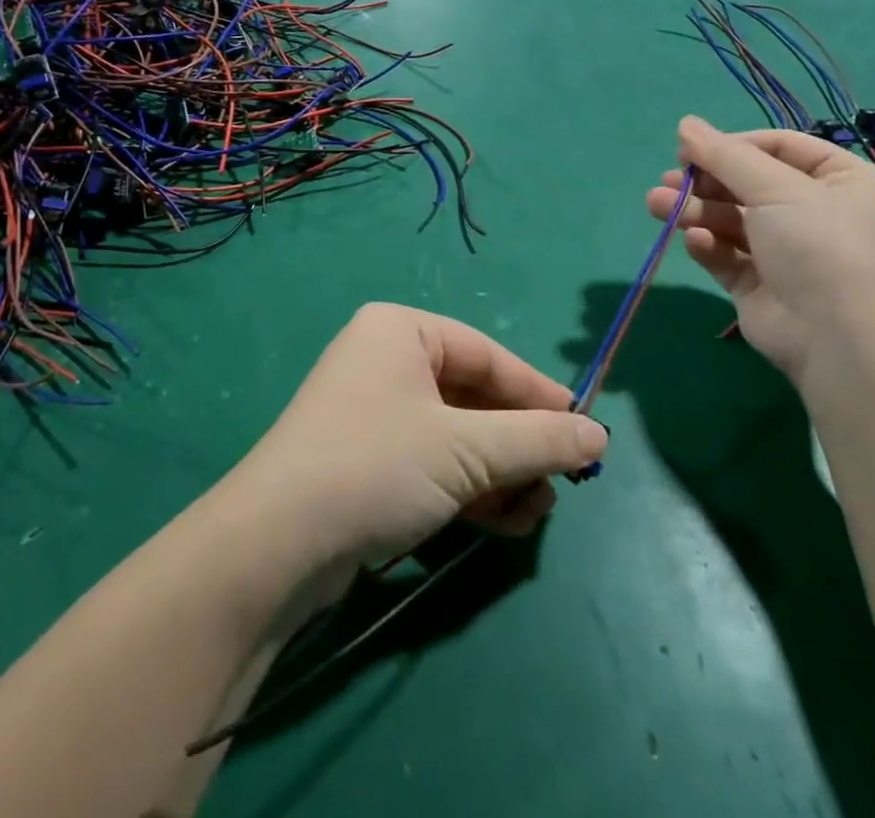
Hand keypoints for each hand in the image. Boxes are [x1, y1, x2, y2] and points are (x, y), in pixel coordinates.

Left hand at [227, 304, 607, 571]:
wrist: (275, 545)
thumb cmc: (376, 465)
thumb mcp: (466, 450)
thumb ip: (538, 440)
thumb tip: (600, 435)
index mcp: (400, 330)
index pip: (488, 355)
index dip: (539, 394)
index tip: (585, 432)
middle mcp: (385, 360)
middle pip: (473, 397)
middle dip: (518, 445)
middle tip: (563, 482)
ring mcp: (372, 412)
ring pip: (456, 436)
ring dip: (500, 473)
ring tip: (536, 512)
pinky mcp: (366, 460)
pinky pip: (432, 463)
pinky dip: (469, 489)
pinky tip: (504, 523)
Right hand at [645, 116, 874, 396]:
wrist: (839, 342)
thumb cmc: (820, 246)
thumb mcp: (775, 188)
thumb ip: (725, 155)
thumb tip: (686, 123)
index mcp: (843, 181)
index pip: (780, 147)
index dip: (734, 145)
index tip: (692, 149)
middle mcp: (818, 213)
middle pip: (749, 184)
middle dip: (705, 182)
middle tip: (669, 179)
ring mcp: (789, 252)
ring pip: (731, 220)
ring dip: (695, 210)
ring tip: (656, 205)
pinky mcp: (762, 285)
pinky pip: (729, 256)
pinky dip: (709, 246)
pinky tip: (696, 243)